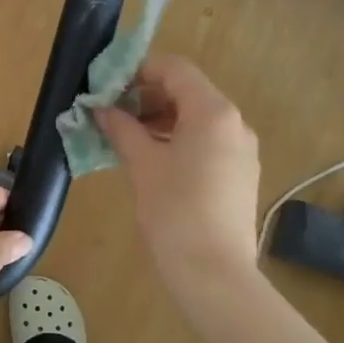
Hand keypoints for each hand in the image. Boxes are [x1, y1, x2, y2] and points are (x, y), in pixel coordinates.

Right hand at [97, 54, 260, 287]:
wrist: (214, 273)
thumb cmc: (174, 211)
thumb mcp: (142, 165)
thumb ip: (121, 129)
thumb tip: (102, 109)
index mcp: (213, 112)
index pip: (175, 69)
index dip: (139, 70)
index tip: (107, 85)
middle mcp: (234, 123)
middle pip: (188, 91)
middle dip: (147, 96)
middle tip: (111, 112)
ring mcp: (241, 150)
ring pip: (197, 118)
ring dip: (160, 119)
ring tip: (125, 136)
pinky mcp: (240, 174)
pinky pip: (206, 142)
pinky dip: (178, 139)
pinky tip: (151, 159)